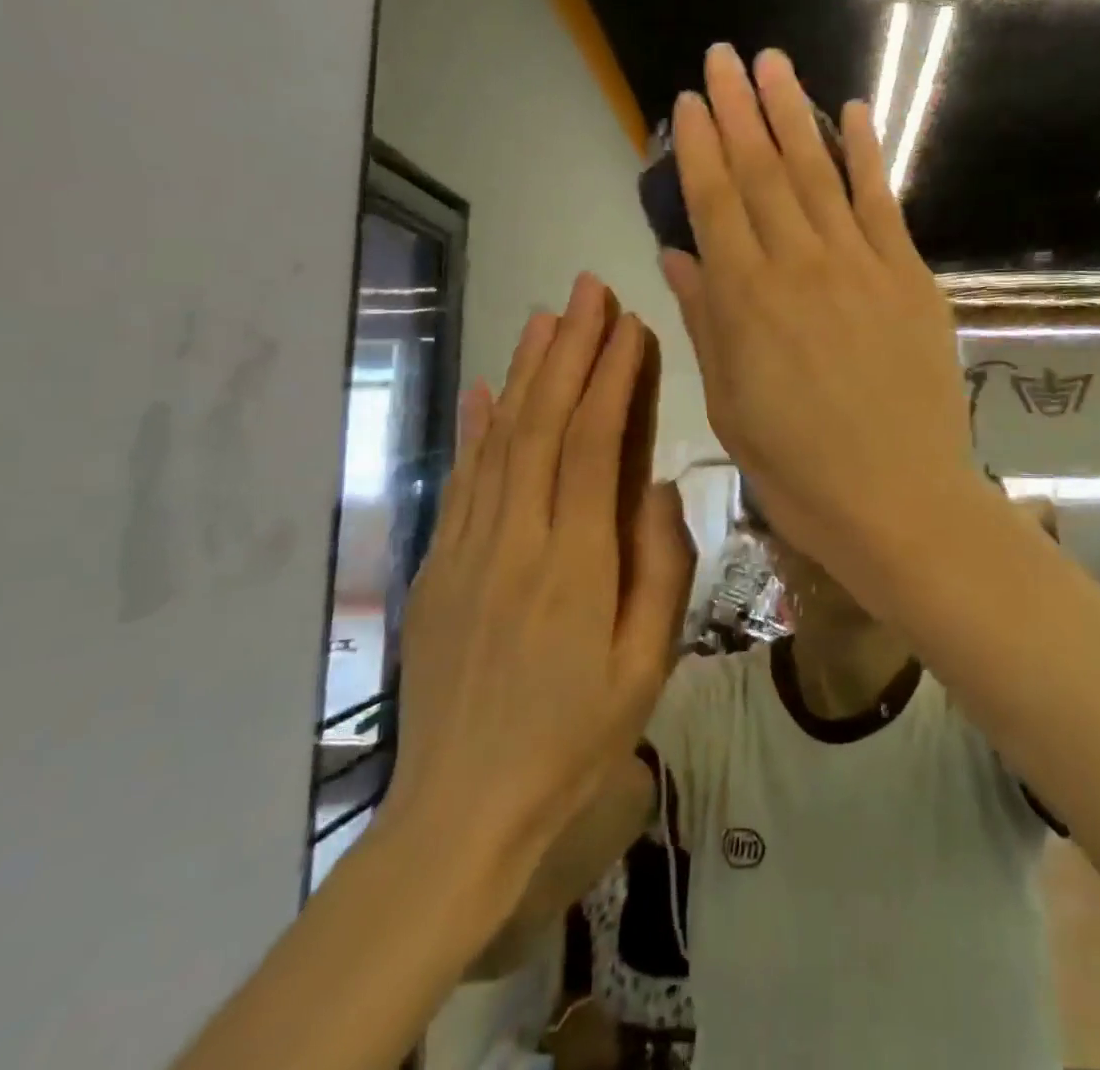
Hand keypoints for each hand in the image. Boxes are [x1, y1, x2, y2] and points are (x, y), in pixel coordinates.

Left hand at [385, 275, 693, 871]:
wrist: (462, 809)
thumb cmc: (572, 740)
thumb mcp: (645, 666)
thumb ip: (660, 569)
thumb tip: (659, 487)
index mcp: (575, 563)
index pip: (593, 443)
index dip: (610, 376)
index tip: (627, 324)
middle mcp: (517, 538)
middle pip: (542, 423)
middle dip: (568, 349)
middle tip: (587, 290)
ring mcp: (468, 548)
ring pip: (500, 439)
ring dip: (525, 372)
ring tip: (546, 318)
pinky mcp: (439, 566)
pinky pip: (461, 480)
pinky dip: (476, 428)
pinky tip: (486, 389)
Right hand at [658, 43, 978, 592]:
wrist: (899, 500)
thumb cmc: (799, 469)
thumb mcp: (731, 405)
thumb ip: (705, 322)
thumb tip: (678, 256)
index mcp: (745, 302)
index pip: (715, 204)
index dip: (697, 148)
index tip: (686, 102)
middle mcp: (799, 267)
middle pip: (763, 173)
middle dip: (739, 110)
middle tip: (723, 56)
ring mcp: (861, 267)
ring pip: (819, 174)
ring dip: (793, 114)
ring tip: (774, 64)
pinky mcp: (910, 278)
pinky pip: (883, 203)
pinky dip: (866, 154)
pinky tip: (852, 113)